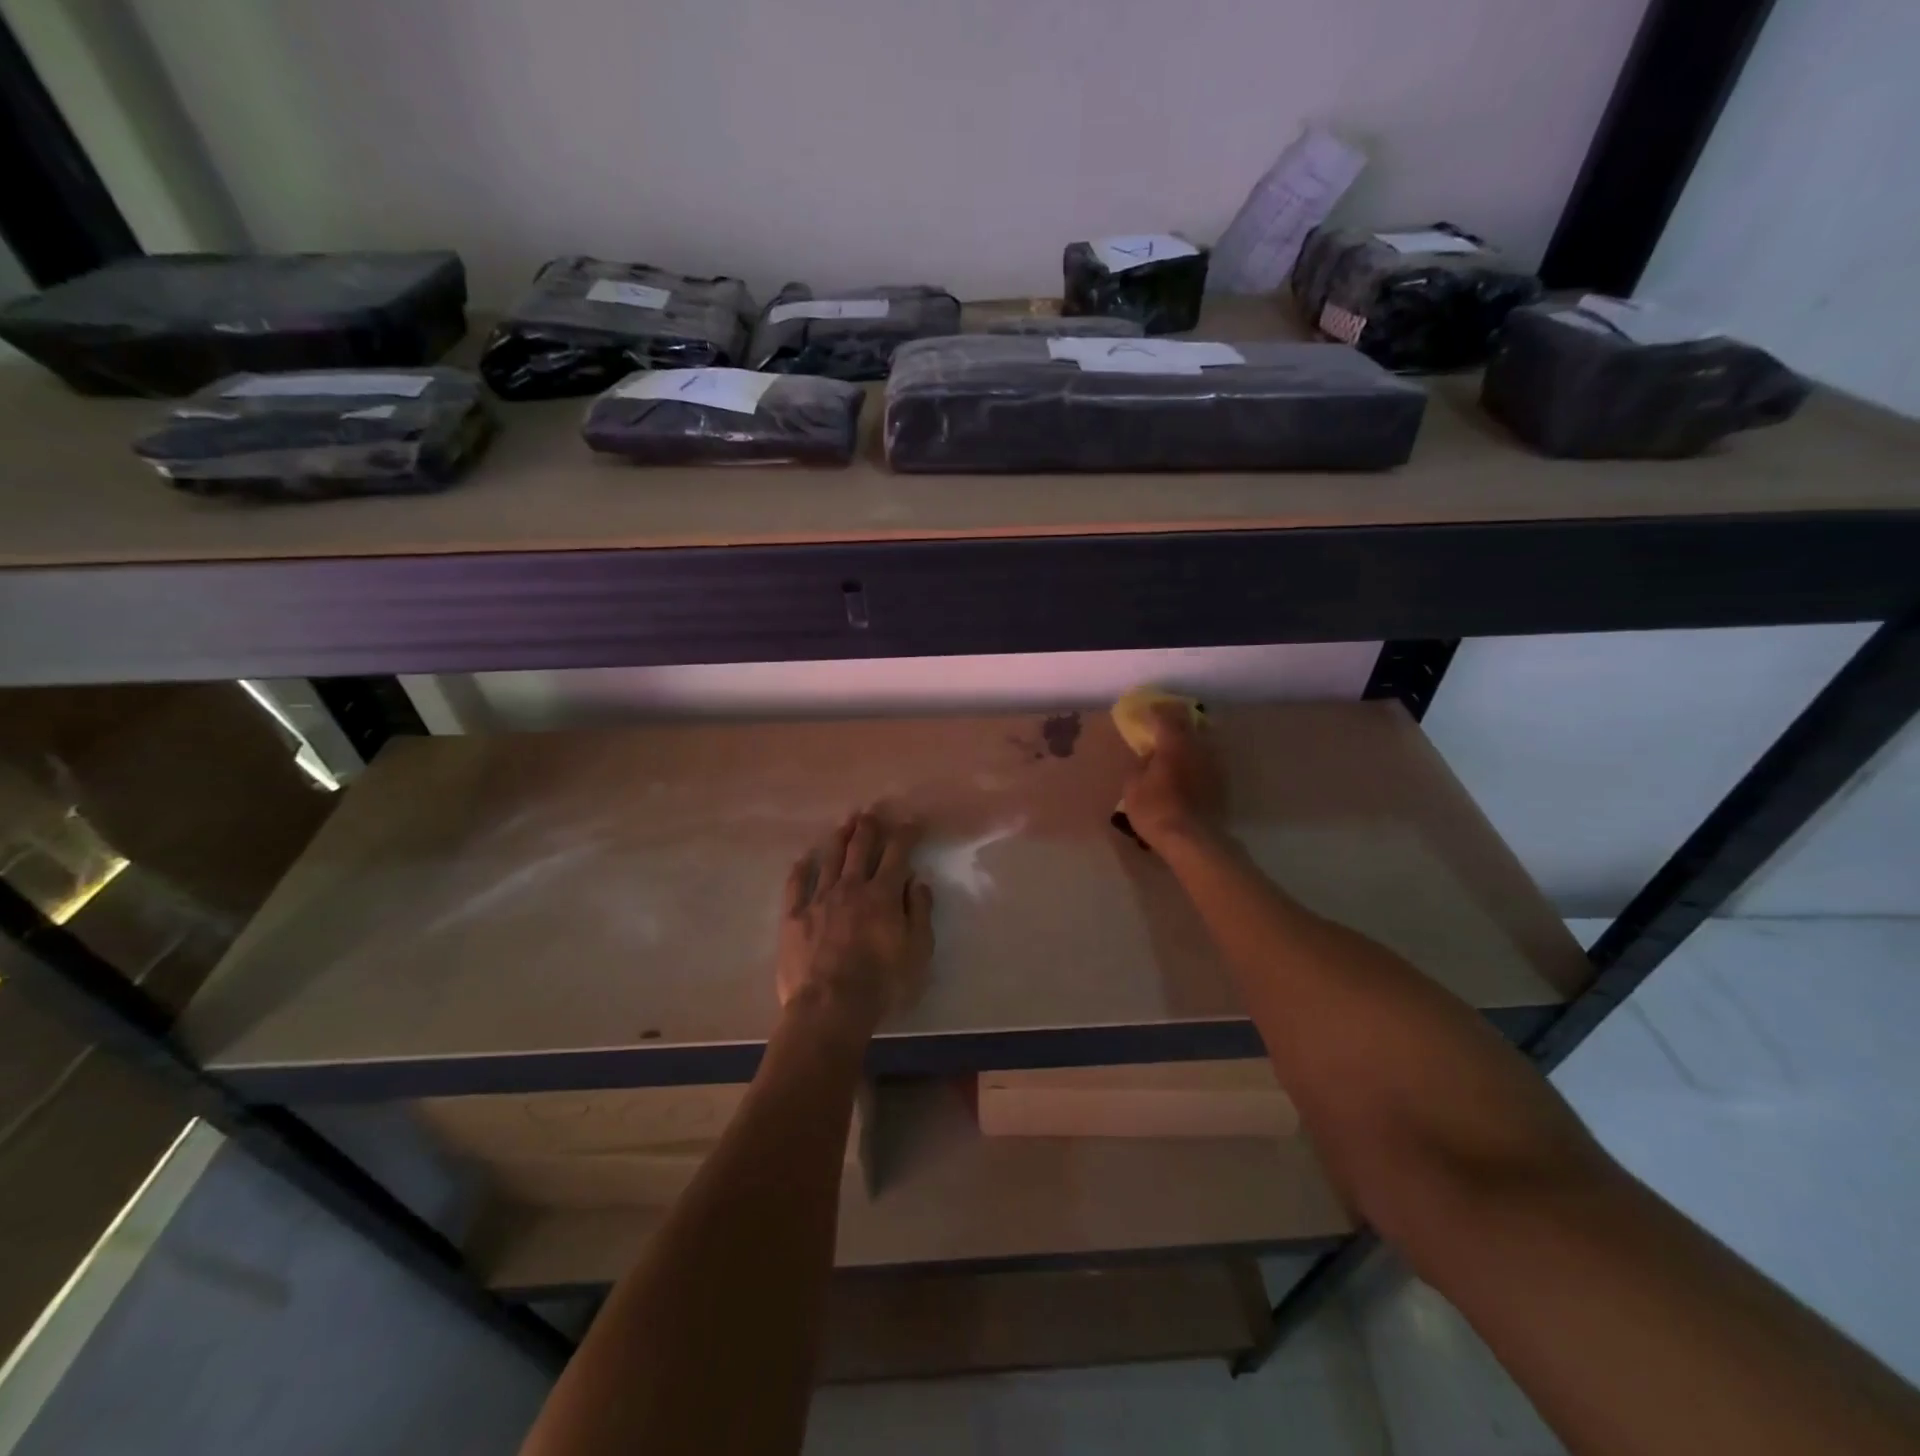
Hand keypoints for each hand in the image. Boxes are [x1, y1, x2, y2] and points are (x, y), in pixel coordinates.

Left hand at [778, 810, 933, 1032]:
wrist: (829, 1008)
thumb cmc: (882, 984)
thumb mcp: (918, 951)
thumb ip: (919, 912)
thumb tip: (917, 881)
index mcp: (883, 894)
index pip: (897, 853)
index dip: (906, 834)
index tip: (912, 822)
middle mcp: (850, 887)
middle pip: (859, 848)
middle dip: (868, 827)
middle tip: (872, 813)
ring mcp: (818, 900)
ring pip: (829, 859)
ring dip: (839, 838)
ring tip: (844, 825)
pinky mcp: (794, 917)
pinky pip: (795, 885)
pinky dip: (801, 869)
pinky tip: (803, 860)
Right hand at [1121, 705, 1226, 851]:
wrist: (1192, 839)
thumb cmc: (1155, 809)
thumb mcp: (1132, 786)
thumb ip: (1140, 764)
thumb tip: (1149, 756)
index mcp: (1174, 742)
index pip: (1165, 715)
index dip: (1153, 711)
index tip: (1144, 712)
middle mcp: (1198, 746)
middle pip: (1189, 722)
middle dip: (1175, 718)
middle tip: (1162, 720)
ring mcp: (1214, 763)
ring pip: (1203, 739)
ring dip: (1189, 736)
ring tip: (1177, 743)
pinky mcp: (1222, 781)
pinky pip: (1208, 758)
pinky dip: (1197, 756)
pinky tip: (1189, 766)